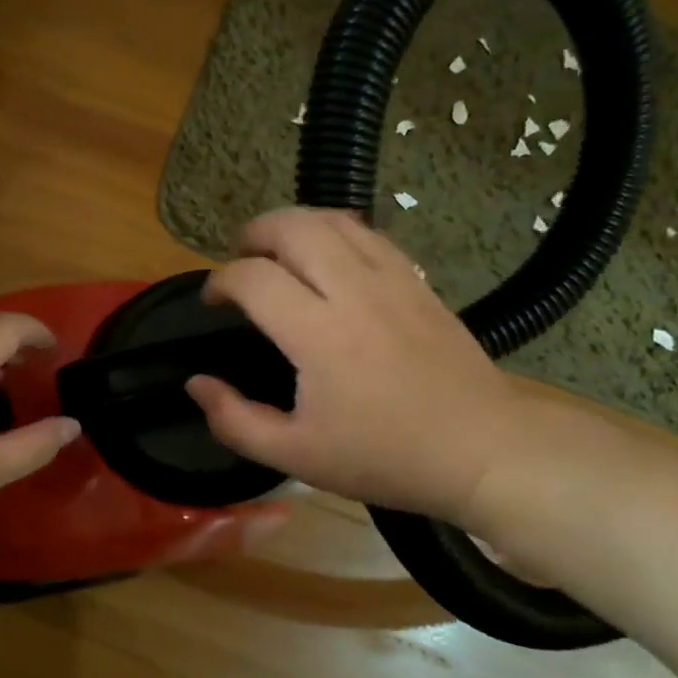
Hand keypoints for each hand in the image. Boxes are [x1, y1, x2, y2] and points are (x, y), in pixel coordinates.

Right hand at [185, 208, 535, 521]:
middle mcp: (354, 291)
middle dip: (254, 233)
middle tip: (239, 258)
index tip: (212, 301)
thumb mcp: (297, 456)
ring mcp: (393, 280)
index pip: (253, 277)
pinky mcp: (419, 282)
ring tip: (277, 249)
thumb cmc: (385, 457)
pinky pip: (370, 235)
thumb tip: (196, 384)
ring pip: (334, 220)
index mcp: (319, 334)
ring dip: (295, 224)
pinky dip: (337, 232)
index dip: (220, 281)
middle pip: (293, 227)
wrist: (481, 448)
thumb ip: (235, 421)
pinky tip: (329, 258)